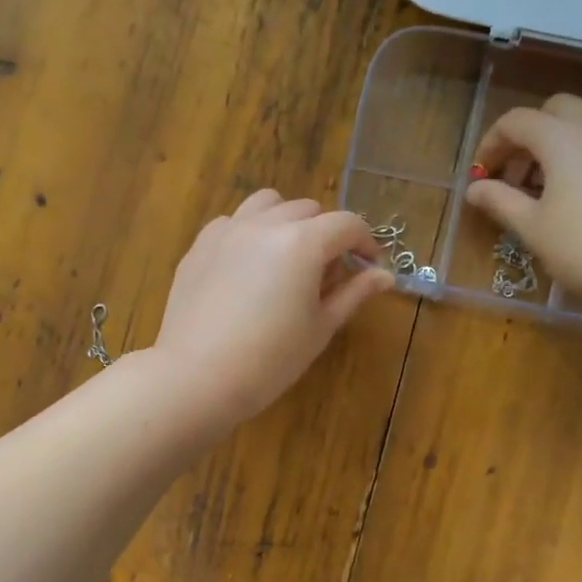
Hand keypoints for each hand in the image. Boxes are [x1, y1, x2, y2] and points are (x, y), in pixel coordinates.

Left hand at [151, 190, 393, 424]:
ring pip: (267, 204)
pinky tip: (248, 267)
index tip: (368, 267)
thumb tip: (384, 276)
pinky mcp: (199, 246)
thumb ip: (353, 294)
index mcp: (302, 243)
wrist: (196, 378)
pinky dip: (249, 232)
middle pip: (308, 209)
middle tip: (326, 273)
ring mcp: (227, 231)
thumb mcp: (320, 328)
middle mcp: (265, 224)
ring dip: (286, 221)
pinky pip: (232, 222)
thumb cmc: (269, 361)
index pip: (347, 224)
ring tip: (287, 257)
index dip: (365, 243)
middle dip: (326, 233)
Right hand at [464, 93, 581, 312]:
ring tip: (558, 177)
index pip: (515, 122)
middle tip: (519, 175)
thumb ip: (500, 201)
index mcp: (560, 136)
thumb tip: (474, 188)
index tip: (482, 176)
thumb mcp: (532, 228)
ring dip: (567, 137)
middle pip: (555, 109)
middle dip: (531, 135)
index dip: (492, 144)